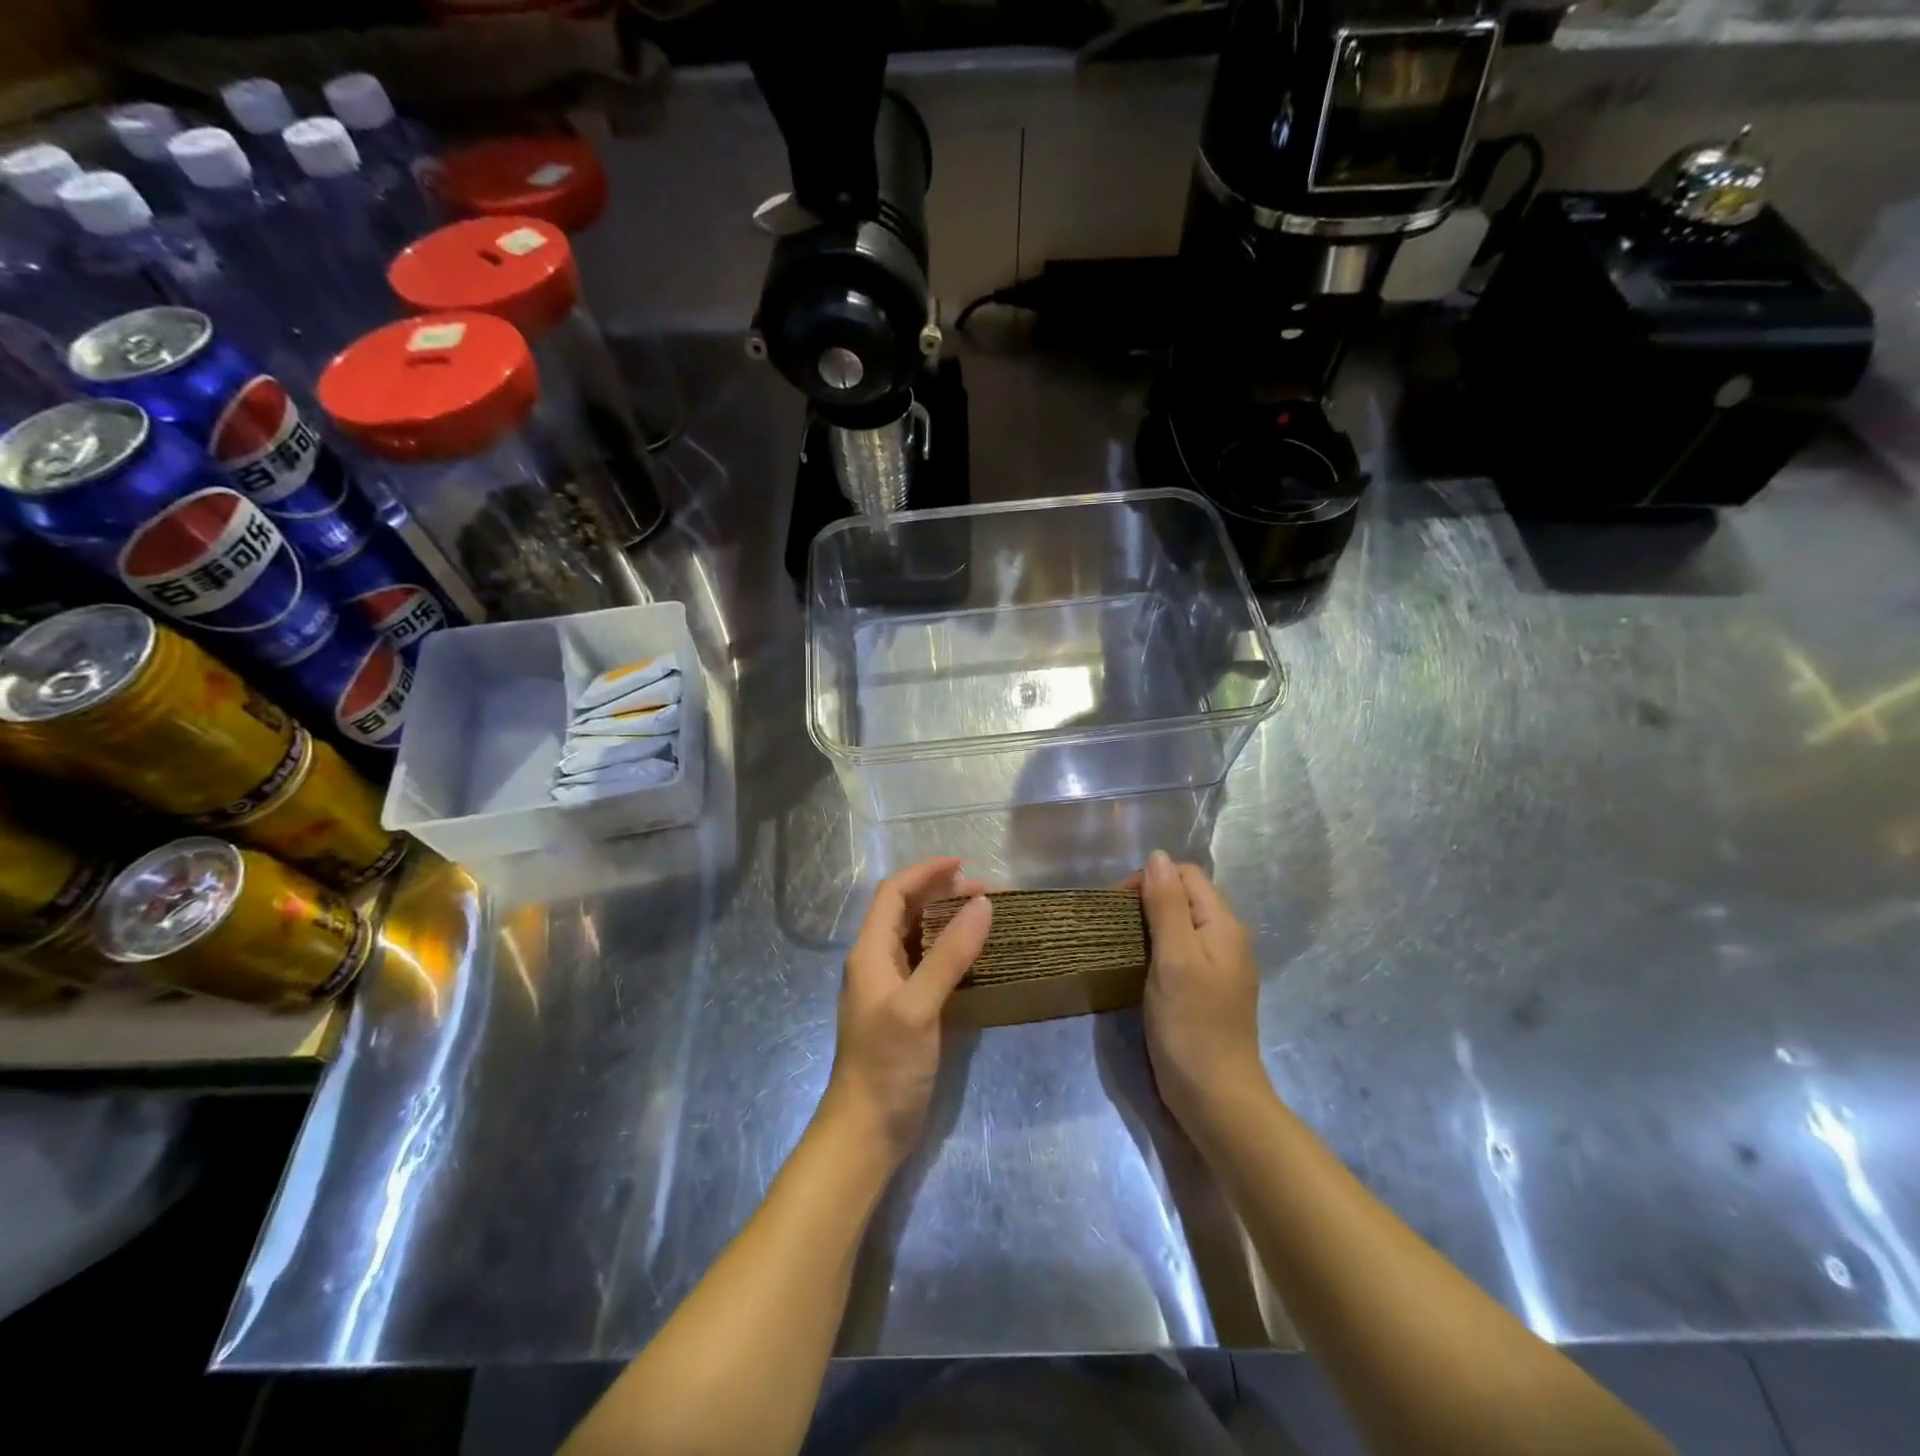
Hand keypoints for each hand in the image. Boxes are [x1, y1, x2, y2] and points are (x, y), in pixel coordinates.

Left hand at [819, 857, 991, 1163]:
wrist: (867, 1131)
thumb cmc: (886, 1065)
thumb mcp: (918, 1006)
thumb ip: (949, 955)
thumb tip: (983, 905)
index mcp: (870, 953)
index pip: (893, 894)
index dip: (924, 872)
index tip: (963, 864)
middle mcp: (878, 964)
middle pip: (908, 913)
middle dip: (942, 896)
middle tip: (986, 894)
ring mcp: (893, 990)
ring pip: (921, 940)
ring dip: (950, 924)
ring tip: (987, 918)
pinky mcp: (909, 1014)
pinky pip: (932, 970)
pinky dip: (955, 956)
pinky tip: (981, 961)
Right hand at [1134, 851, 1266, 1128]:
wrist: (1216, 1098)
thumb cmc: (1191, 1025)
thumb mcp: (1174, 958)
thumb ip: (1166, 905)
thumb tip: (1157, 856)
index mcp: (1224, 925)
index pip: (1186, 875)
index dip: (1151, 879)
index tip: (1119, 905)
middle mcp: (1227, 939)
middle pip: (1186, 897)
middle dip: (1149, 899)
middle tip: (1116, 925)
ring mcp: (1220, 967)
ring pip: (1182, 924)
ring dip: (1151, 925)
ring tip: (1122, 943)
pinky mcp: (1208, 990)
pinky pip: (1183, 951)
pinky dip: (1159, 949)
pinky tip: (1140, 967)